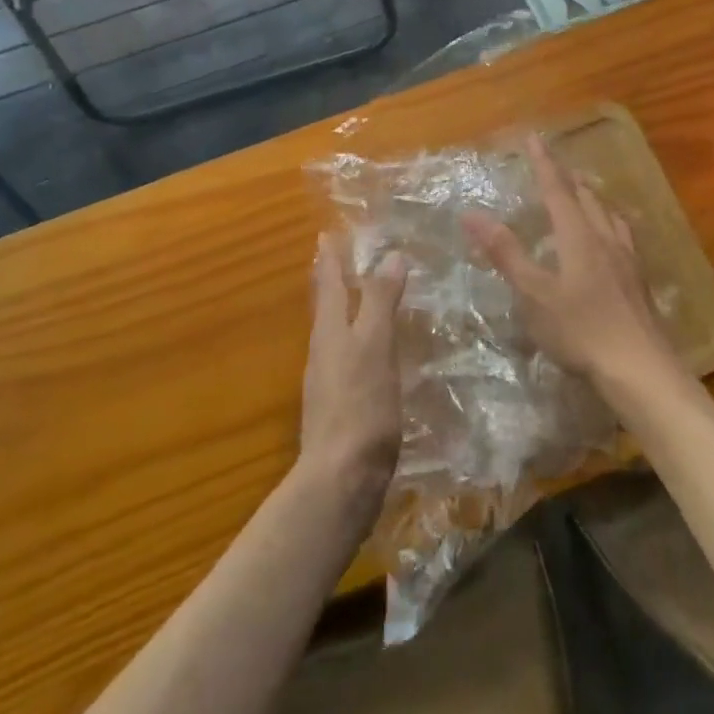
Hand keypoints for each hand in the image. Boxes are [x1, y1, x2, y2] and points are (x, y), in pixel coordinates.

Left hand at [299, 234, 404, 503]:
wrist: (341, 479)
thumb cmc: (360, 405)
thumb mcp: (375, 345)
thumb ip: (380, 301)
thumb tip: (390, 254)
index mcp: (329, 332)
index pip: (326, 283)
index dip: (328, 258)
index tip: (326, 233)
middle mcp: (323, 351)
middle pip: (324, 307)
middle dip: (329, 281)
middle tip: (335, 258)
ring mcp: (328, 382)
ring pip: (334, 333)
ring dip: (343, 310)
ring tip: (358, 297)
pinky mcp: (340, 407)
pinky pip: (346, 359)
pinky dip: (356, 342)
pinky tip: (372, 352)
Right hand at [462, 135, 678, 398]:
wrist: (640, 368)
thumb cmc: (580, 330)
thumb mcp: (534, 294)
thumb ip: (505, 252)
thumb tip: (471, 214)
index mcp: (578, 236)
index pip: (557, 189)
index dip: (543, 163)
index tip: (534, 138)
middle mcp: (605, 239)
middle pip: (587, 198)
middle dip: (568, 178)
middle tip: (555, 167)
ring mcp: (627, 260)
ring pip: (608, 215)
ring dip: (592, 198)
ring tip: (584, 194)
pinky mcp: (638, 281)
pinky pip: (622, 236)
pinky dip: (609, 223)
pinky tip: (612, 240)